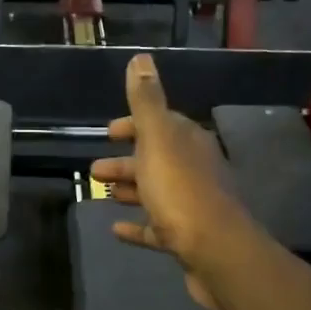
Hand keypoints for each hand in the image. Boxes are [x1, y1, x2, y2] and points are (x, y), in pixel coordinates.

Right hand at [89, 54, 251, 309]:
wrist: (215, 251)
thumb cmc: (181, 191)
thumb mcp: (158, 139)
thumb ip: (146, 101)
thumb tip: (141, 58)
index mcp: (188, 143)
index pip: (161, 124)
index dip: (134, 126)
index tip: (109, 132)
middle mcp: (194, 170)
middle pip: (155, 159)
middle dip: (126, 161)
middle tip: (94, 169)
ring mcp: (191, 206)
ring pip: (155, 192)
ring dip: (129, 189)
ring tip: (101, 192)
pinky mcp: (185, 239)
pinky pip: (156, 228)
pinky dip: (137, 225)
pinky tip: (115, 229)